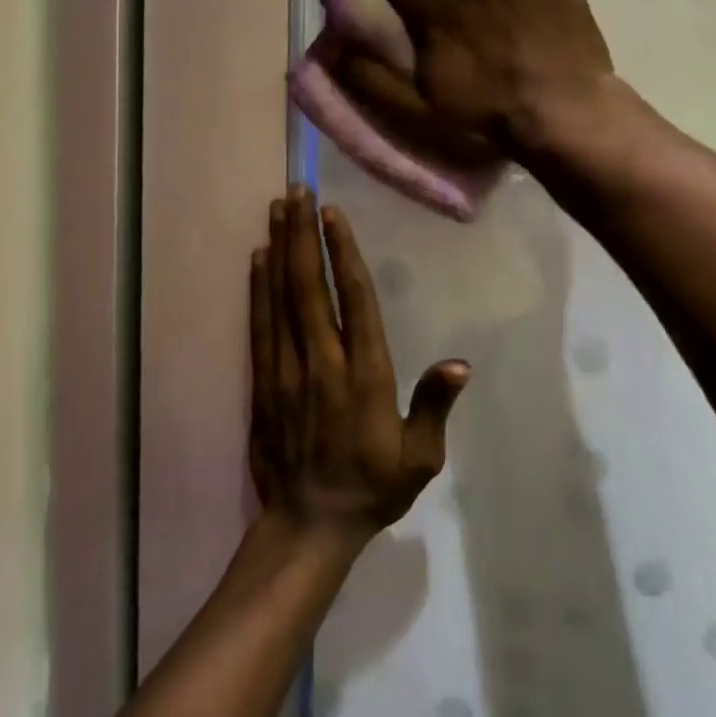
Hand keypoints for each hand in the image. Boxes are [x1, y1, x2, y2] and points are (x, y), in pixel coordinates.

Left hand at [250, 187, 469, 542]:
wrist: (309, 526)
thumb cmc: (373, 489)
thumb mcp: (420, 458)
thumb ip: (434, 406)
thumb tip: (459, 363)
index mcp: (364, 377)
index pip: (355, 302)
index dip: (343, 255)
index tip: (333, 215)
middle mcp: (322, 365)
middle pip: (309, 288)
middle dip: (303, 236)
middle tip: (296, 191)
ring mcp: (286, 372)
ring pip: (280, 300)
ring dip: (279, 251)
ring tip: (276, 210)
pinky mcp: (262, 384)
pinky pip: (259, 327)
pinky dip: (256, 290)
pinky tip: (257, 260)